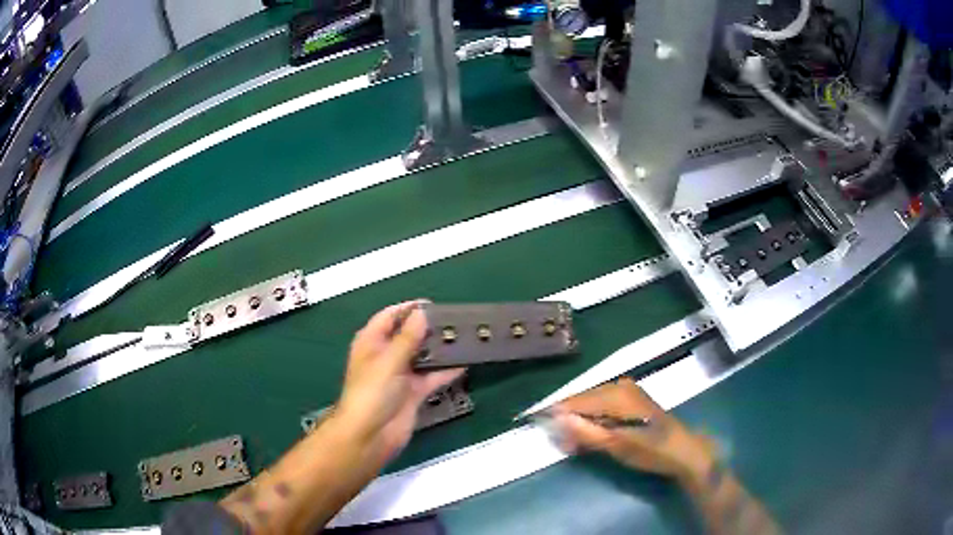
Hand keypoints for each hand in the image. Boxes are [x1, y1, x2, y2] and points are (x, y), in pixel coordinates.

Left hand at [336, 301, 463, 465]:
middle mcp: (386, 355)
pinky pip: (432, 377)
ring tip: (463, 337)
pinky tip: (464, 363)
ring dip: (439, 349)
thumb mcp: (389, 361)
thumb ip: (408, 338)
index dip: (408, 308)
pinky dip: (446, 371)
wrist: (371, 435)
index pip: (389, 317)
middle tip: (454, 321)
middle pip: (409, 335)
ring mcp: (400, 374)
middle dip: (428, 329)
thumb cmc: (372, 393)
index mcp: (371, 342)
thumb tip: (422, 313)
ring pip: (423, 356)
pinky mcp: (413, 392)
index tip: (433, 305)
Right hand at [551, 377, 716, 482]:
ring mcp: (626, 391)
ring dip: (580, 422)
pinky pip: (602, 406)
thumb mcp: (616, 445)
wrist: (682, 450)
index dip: (555, 415)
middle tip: (563, 445)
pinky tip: (591, 435)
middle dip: (568, 421)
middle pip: (582, 400)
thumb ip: (585, 432)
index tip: (543, 432)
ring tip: (575, 444)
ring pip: (591, 403)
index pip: (574, 400)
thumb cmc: (650, 450)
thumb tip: (556, 418)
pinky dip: (593, 420)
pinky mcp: (631, 400)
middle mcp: (619, 386)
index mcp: (615, 394)